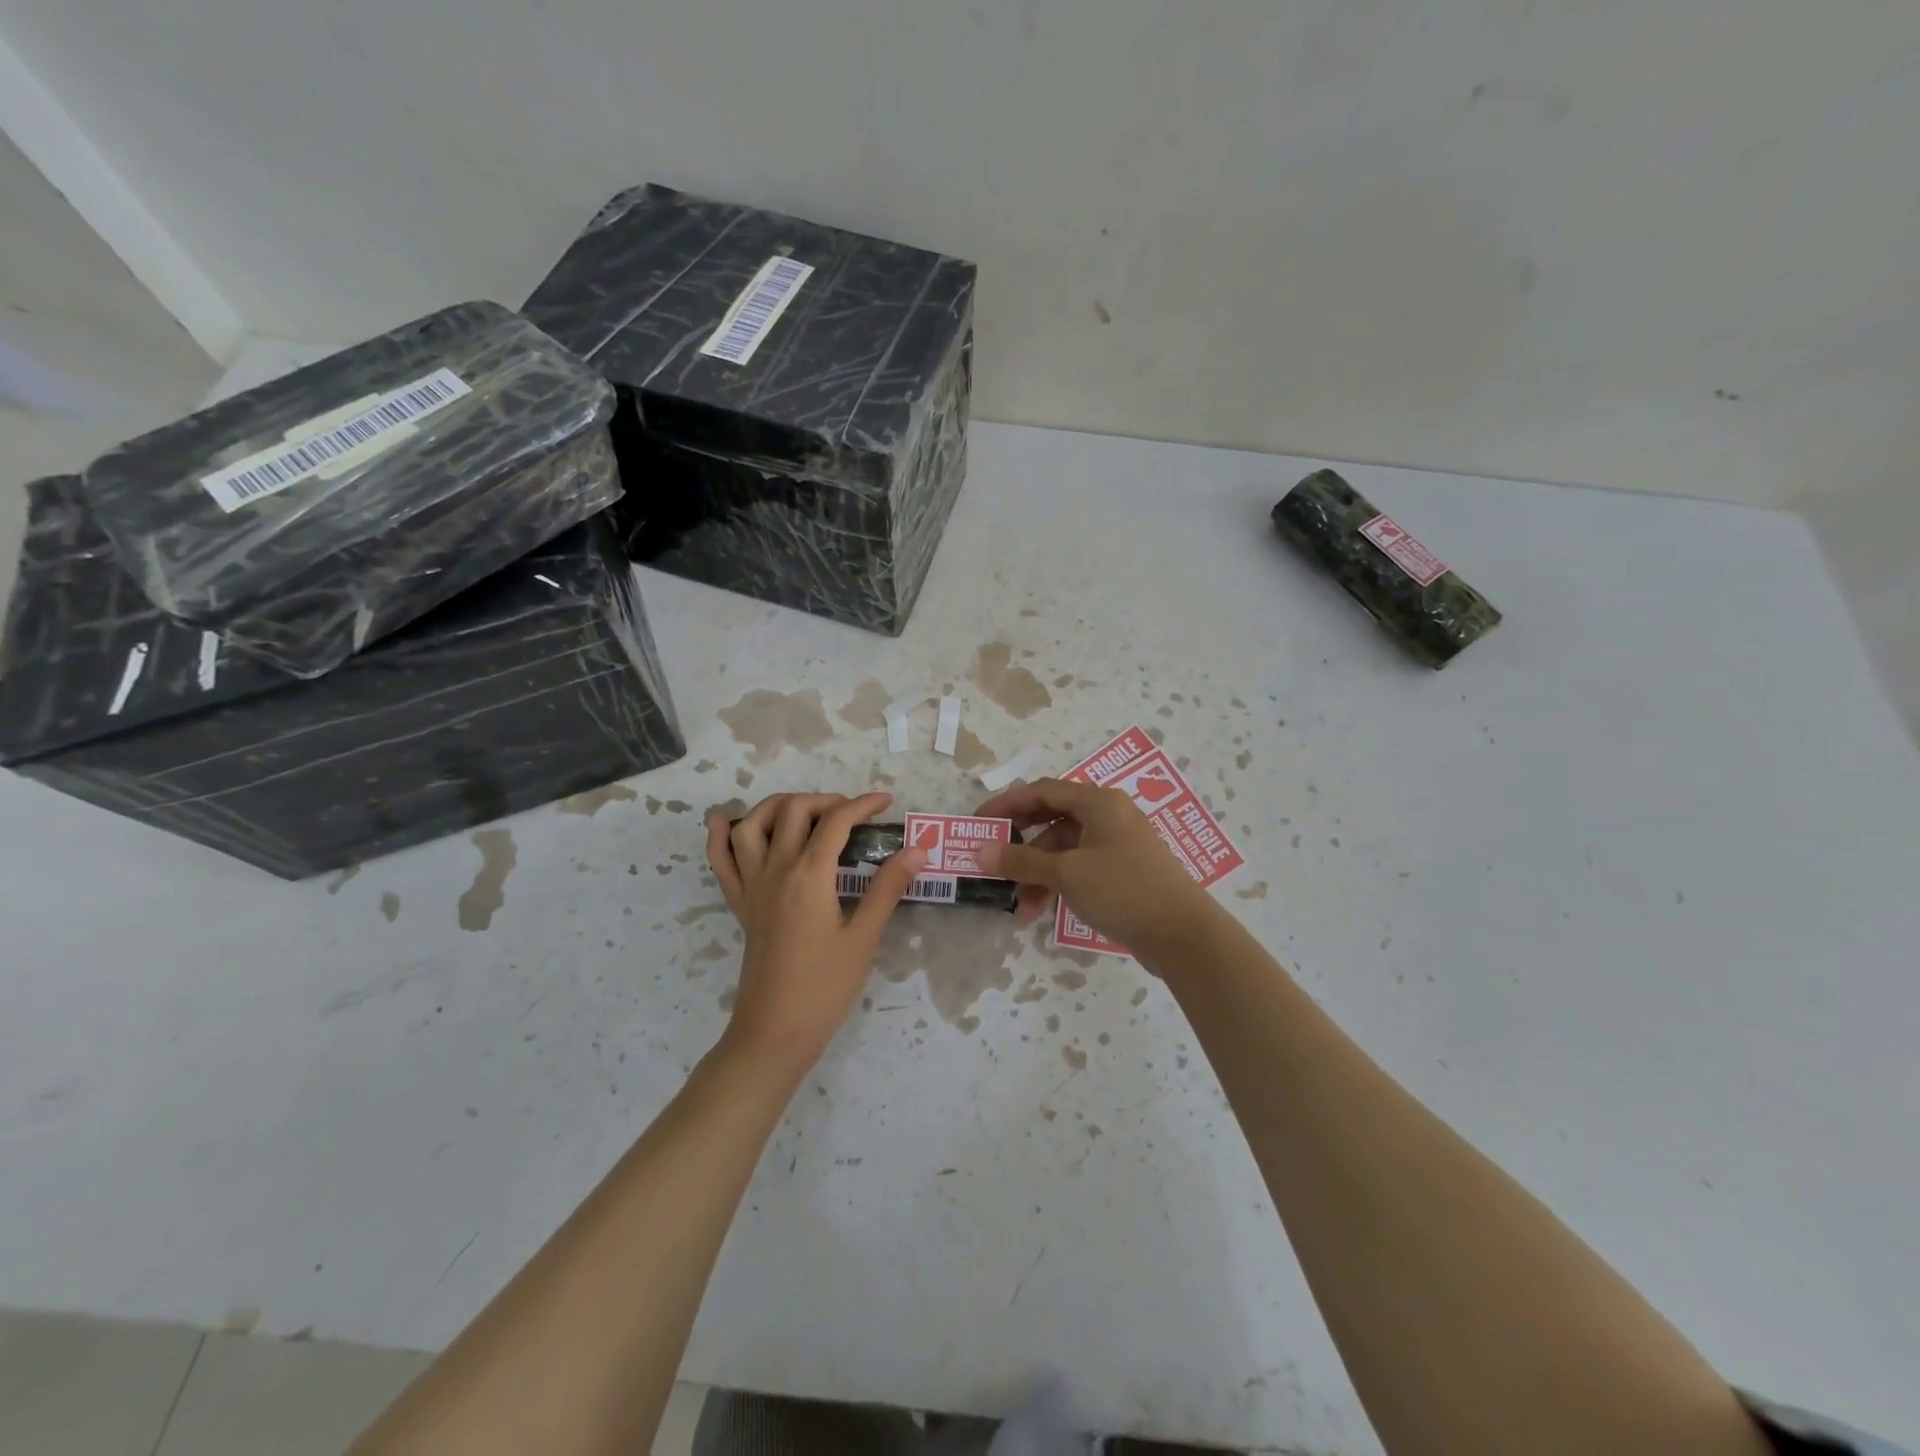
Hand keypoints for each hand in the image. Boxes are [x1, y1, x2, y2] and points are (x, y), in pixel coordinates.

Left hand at [705, 793, 926, 1069]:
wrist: (775, 1031)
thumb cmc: (825, 987)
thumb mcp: (864, 937)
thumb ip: (887, 887)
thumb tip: (916, 849)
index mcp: (809, 875)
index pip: (836, 821)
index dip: (863, 804)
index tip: (887, 803)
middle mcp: (776, 869)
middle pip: (794, 810)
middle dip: (826, 800)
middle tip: (853, 815)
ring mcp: (752, 885)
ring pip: (753, 824)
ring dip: (778, 805)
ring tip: (806, 811)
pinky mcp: (739, 903)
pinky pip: (719, 859)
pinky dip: (720, 833)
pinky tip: (727, 820)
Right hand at [975, 778, 1226, 959]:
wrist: (1184, 935)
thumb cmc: (1123, 890)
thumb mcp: (1066, 873)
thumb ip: (1021, 861)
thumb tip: (979, 852)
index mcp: (1098, 802)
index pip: (1042, 791)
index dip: (1006, 804)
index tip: (978, 823)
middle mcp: (1109, 816)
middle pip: (1052, 820)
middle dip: (1021, 845)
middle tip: (992, 862)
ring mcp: (1118, 845)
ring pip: (1065, 849)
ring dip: (1038, 874)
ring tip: (1019, 906)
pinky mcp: (1124, 872)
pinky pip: (1080, 868)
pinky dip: (1058, 884)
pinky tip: (1041, 911)